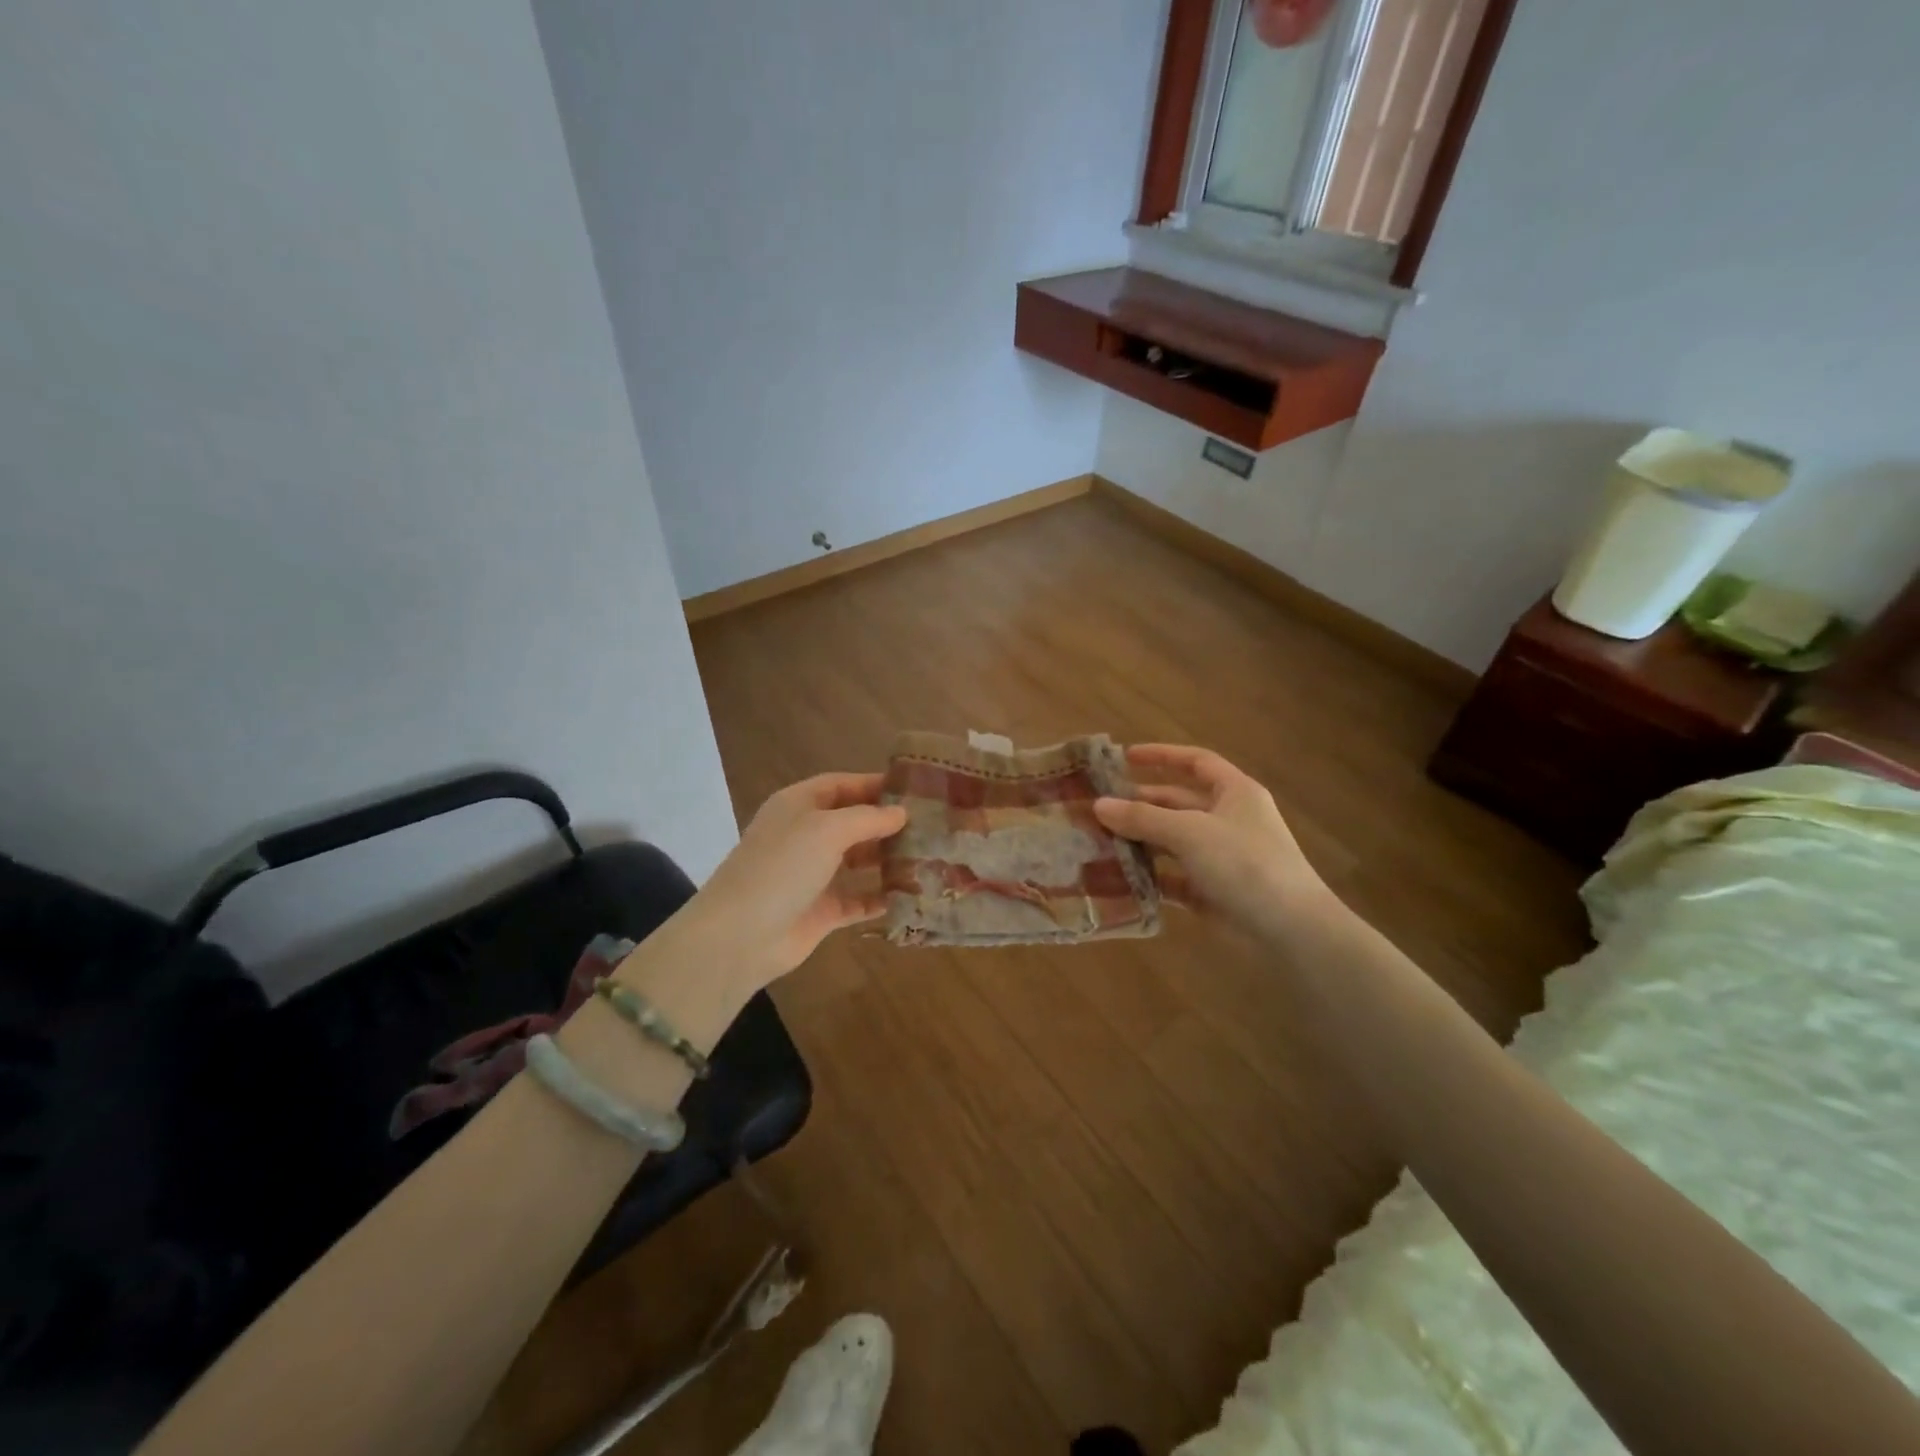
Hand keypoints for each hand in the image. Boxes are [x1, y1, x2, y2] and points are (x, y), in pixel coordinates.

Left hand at [678, 773, 906, 986]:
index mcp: (798, 806)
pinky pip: (858, 899)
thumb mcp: (827, 829)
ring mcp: (813, 875)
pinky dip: (881, 897)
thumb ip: (868, 818)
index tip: (914, 789)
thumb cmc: (782, 866)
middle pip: (852, 822)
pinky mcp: (822, 911)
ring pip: (858, 861)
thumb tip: (901, 813)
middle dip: (886, 823)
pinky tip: (910, 894)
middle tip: (931, 825)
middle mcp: (805, 836)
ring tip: (928, 856)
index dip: (874, 784)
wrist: (741, 935)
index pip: (841, 785)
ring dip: (888, 859)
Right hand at [1093, 744, 1329, 937]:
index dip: (1161, 755)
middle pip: (1178, 802)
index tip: (1124, 757)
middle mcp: (1229, 820)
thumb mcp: (1189, 833)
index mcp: (1235, 792)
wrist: (1291, 930)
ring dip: (1140, 840)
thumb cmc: (1244, 864)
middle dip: (1140, 803)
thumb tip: (1099, 804)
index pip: (1196, 762)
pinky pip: (1175, 876)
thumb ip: (1142, 817)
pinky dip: (1150, 876)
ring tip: (1099, 841)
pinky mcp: (1213, 891)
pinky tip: (1119, 878)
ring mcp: (1222, 857)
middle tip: (1098, 806)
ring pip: (1173, 840)